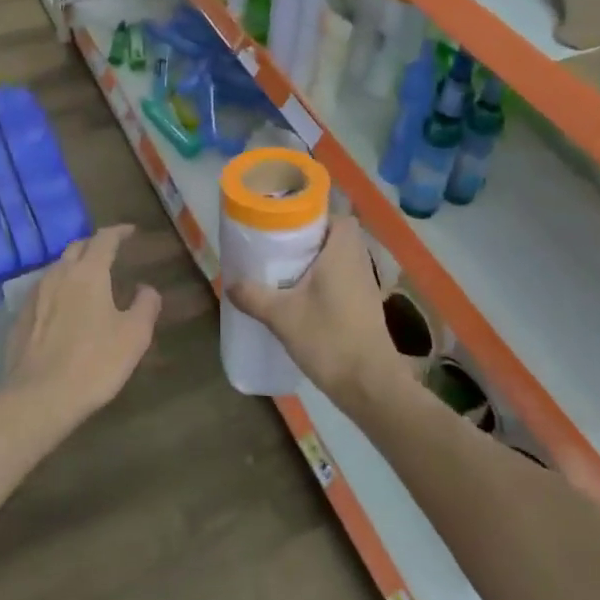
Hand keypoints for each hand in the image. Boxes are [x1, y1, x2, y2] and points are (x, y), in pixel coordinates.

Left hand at [4, 225, 160, 420]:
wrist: (38, 398)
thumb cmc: (94, 363)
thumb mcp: (134, 336)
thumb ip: (146, 305)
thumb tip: (146, 289)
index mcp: (89, 273)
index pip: (104, 239)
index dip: (119, 232)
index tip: (131, 231)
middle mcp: (58, 275)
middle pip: (76, 247)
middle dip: (94, 245)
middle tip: (110, 253)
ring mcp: (34, 296)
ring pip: (56, 268)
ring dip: (74, 266)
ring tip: (88, 279)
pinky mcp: (19, 318)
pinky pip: (42, 291)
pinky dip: (58, 289)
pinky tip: (63, 307)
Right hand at [227, 217, 409, 407]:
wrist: (369, 384)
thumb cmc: (328, 338)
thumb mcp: (282, 316)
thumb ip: (254, 296)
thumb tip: (230, 283)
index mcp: (343, 250)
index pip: (337, 216)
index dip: (314, 215)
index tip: (288, 223)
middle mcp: (359, 261)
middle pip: (336, 236)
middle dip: (309, 239)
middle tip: (278, 246)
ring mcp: (365, 285)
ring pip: (340, 260)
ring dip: (316, 262)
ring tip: (285, 270)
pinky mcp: (365, 307)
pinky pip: (343, 280)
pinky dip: (324, 281)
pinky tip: (301, 298)